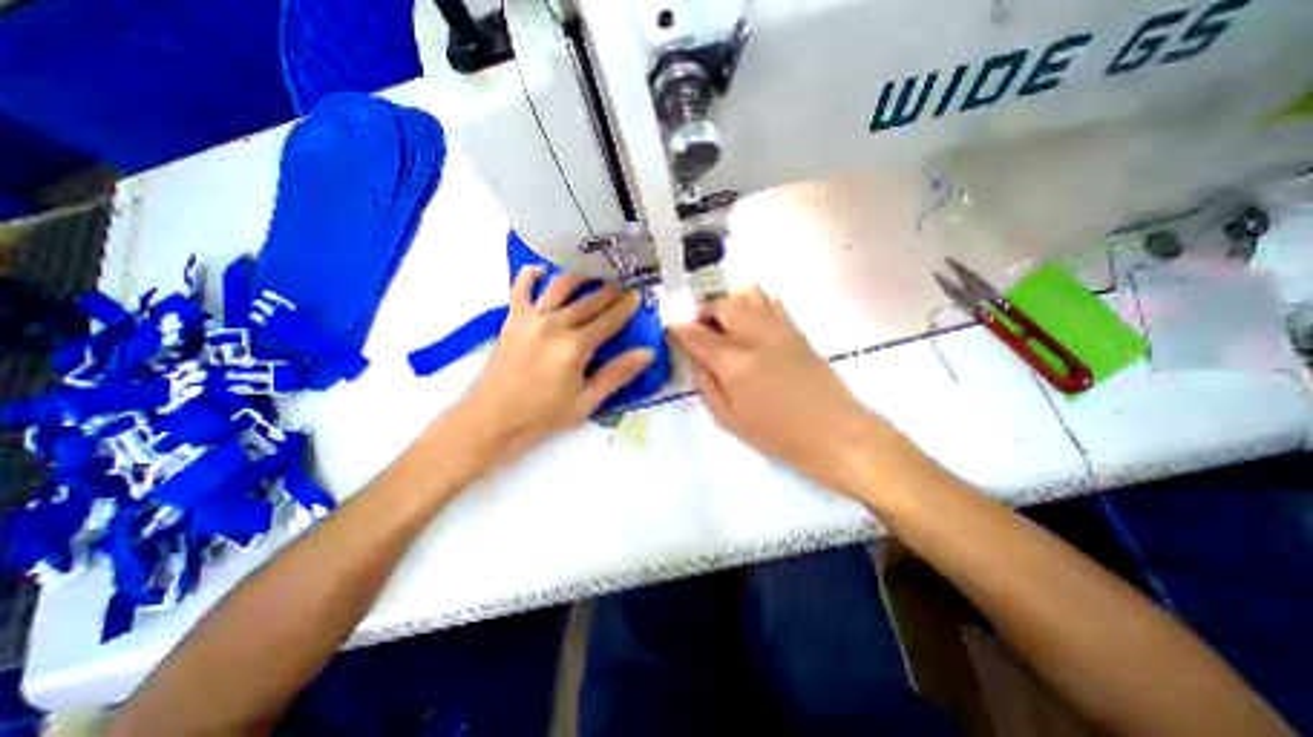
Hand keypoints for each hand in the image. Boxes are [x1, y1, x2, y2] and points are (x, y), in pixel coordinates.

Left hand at [441, 267, 649, 474]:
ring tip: (594, 271)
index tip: (638, 295)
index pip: (609, 320)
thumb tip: (647, 352)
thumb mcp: (586, 402)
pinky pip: (521, 288)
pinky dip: (531, 274)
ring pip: (561, 286)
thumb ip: (617, 374)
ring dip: (580, 276)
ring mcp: (531, 318)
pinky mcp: (512, 319)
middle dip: (610, 290)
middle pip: (589, 300)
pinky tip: (542, 270)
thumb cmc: (542, 416)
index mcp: (576, 346)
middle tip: (623, 281)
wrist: (490, 419)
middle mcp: (555, 324)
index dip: (626, 307)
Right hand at [669, 284, 893, 488]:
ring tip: (726, 326)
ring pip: (747, 293)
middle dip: (704, 312)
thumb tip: (695, 357)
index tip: (670, 330)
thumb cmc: (776, 434)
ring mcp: (778, 327)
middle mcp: (754, 335)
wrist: (834, 432)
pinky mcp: (796, 329)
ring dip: (728, 304)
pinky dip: (752, 305)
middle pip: (721, 303)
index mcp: (733, 360)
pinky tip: (750, 327)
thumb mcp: (727, 418)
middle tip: (701, 331)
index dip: (678, 329)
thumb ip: (705, 382)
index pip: (695, 333)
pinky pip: (769, 301)